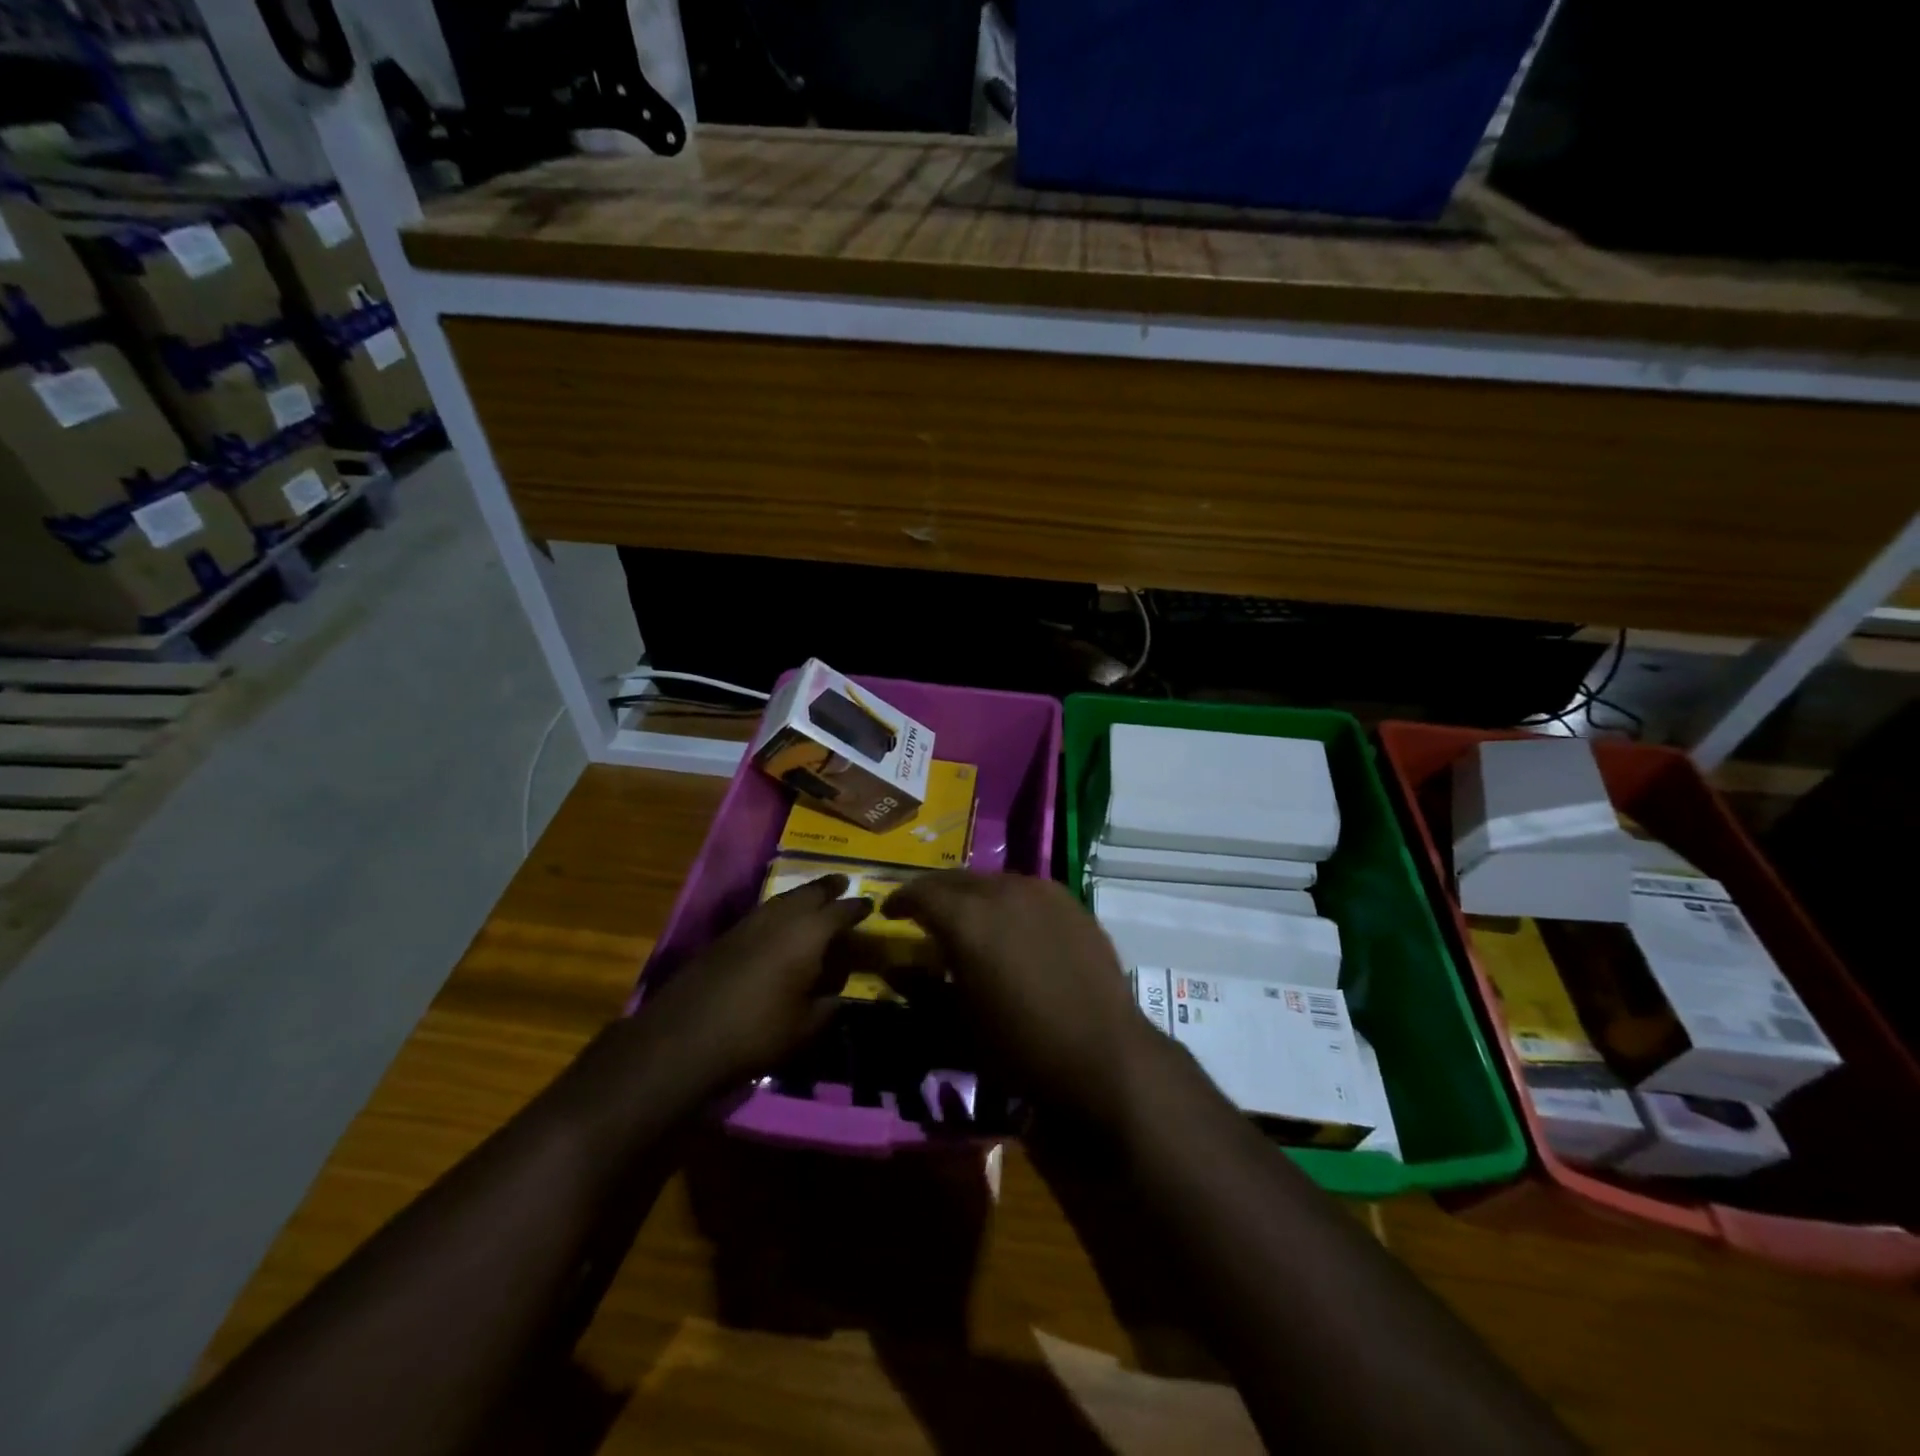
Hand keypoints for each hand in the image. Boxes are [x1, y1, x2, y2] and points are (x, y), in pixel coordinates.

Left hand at [636, 875, 870, 1096]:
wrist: (684, 1037)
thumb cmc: (757, 1032)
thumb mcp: (806, 1027)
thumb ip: (829, 1006)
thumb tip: (837, 995)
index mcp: (808, 934)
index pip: (841, 911)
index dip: (858, 908)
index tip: (870, 905)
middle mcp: (780, 918)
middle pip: (810, 892)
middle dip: (828, 887)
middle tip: (842, 884)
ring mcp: (749, 923)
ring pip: (782, 899)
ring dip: (801, 896)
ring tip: (813, 898)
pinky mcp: (725, 936)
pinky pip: (763, 912)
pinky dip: (778, 911)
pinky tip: (778, 924)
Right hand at [882, 872, 1164, 1120]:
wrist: (1103, 1055)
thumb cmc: (1020, 1047)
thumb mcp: (956, 1026)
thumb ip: (921, 989)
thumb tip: (896, 970)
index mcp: (967, 918)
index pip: (921, 893)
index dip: (901, 900)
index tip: (891, 912)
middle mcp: (1003, 891)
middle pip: (956, 879)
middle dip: (934, 893)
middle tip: (923, 913)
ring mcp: (1043, 892)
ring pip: (993, 881)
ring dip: (972, 895)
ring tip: (967, 919)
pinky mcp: (1071, 903)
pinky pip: (1027, 890)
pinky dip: (1007, 901)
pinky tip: (1011, 926)